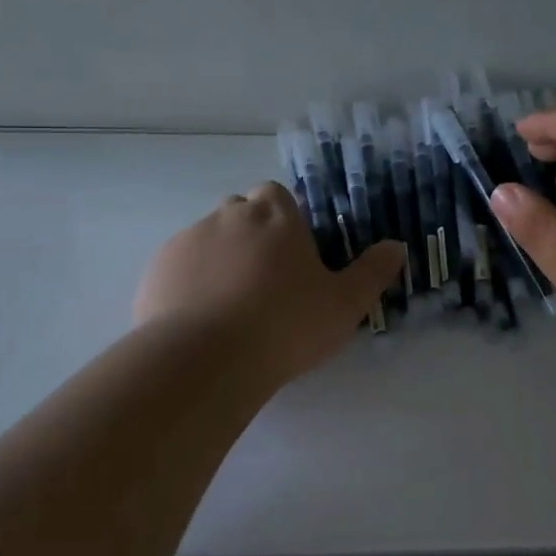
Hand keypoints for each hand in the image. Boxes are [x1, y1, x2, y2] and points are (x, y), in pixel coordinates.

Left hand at [136, 182, 404, 389]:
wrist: (205, 359)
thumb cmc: (285, 325)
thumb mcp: (344, 304)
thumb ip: (372, 272)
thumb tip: (398, 246)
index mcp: (275, 215)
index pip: (277, 196)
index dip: (283, 221)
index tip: (291, 256)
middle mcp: (229, 215)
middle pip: (240, 214)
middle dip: (251, 238)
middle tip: (265, 284)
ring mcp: (188, 239)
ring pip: (208, 240)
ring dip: (220, 261)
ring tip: (230, 309)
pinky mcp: (158, 268)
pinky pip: (178, 267)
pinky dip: (189, 283)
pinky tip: (199, 321)